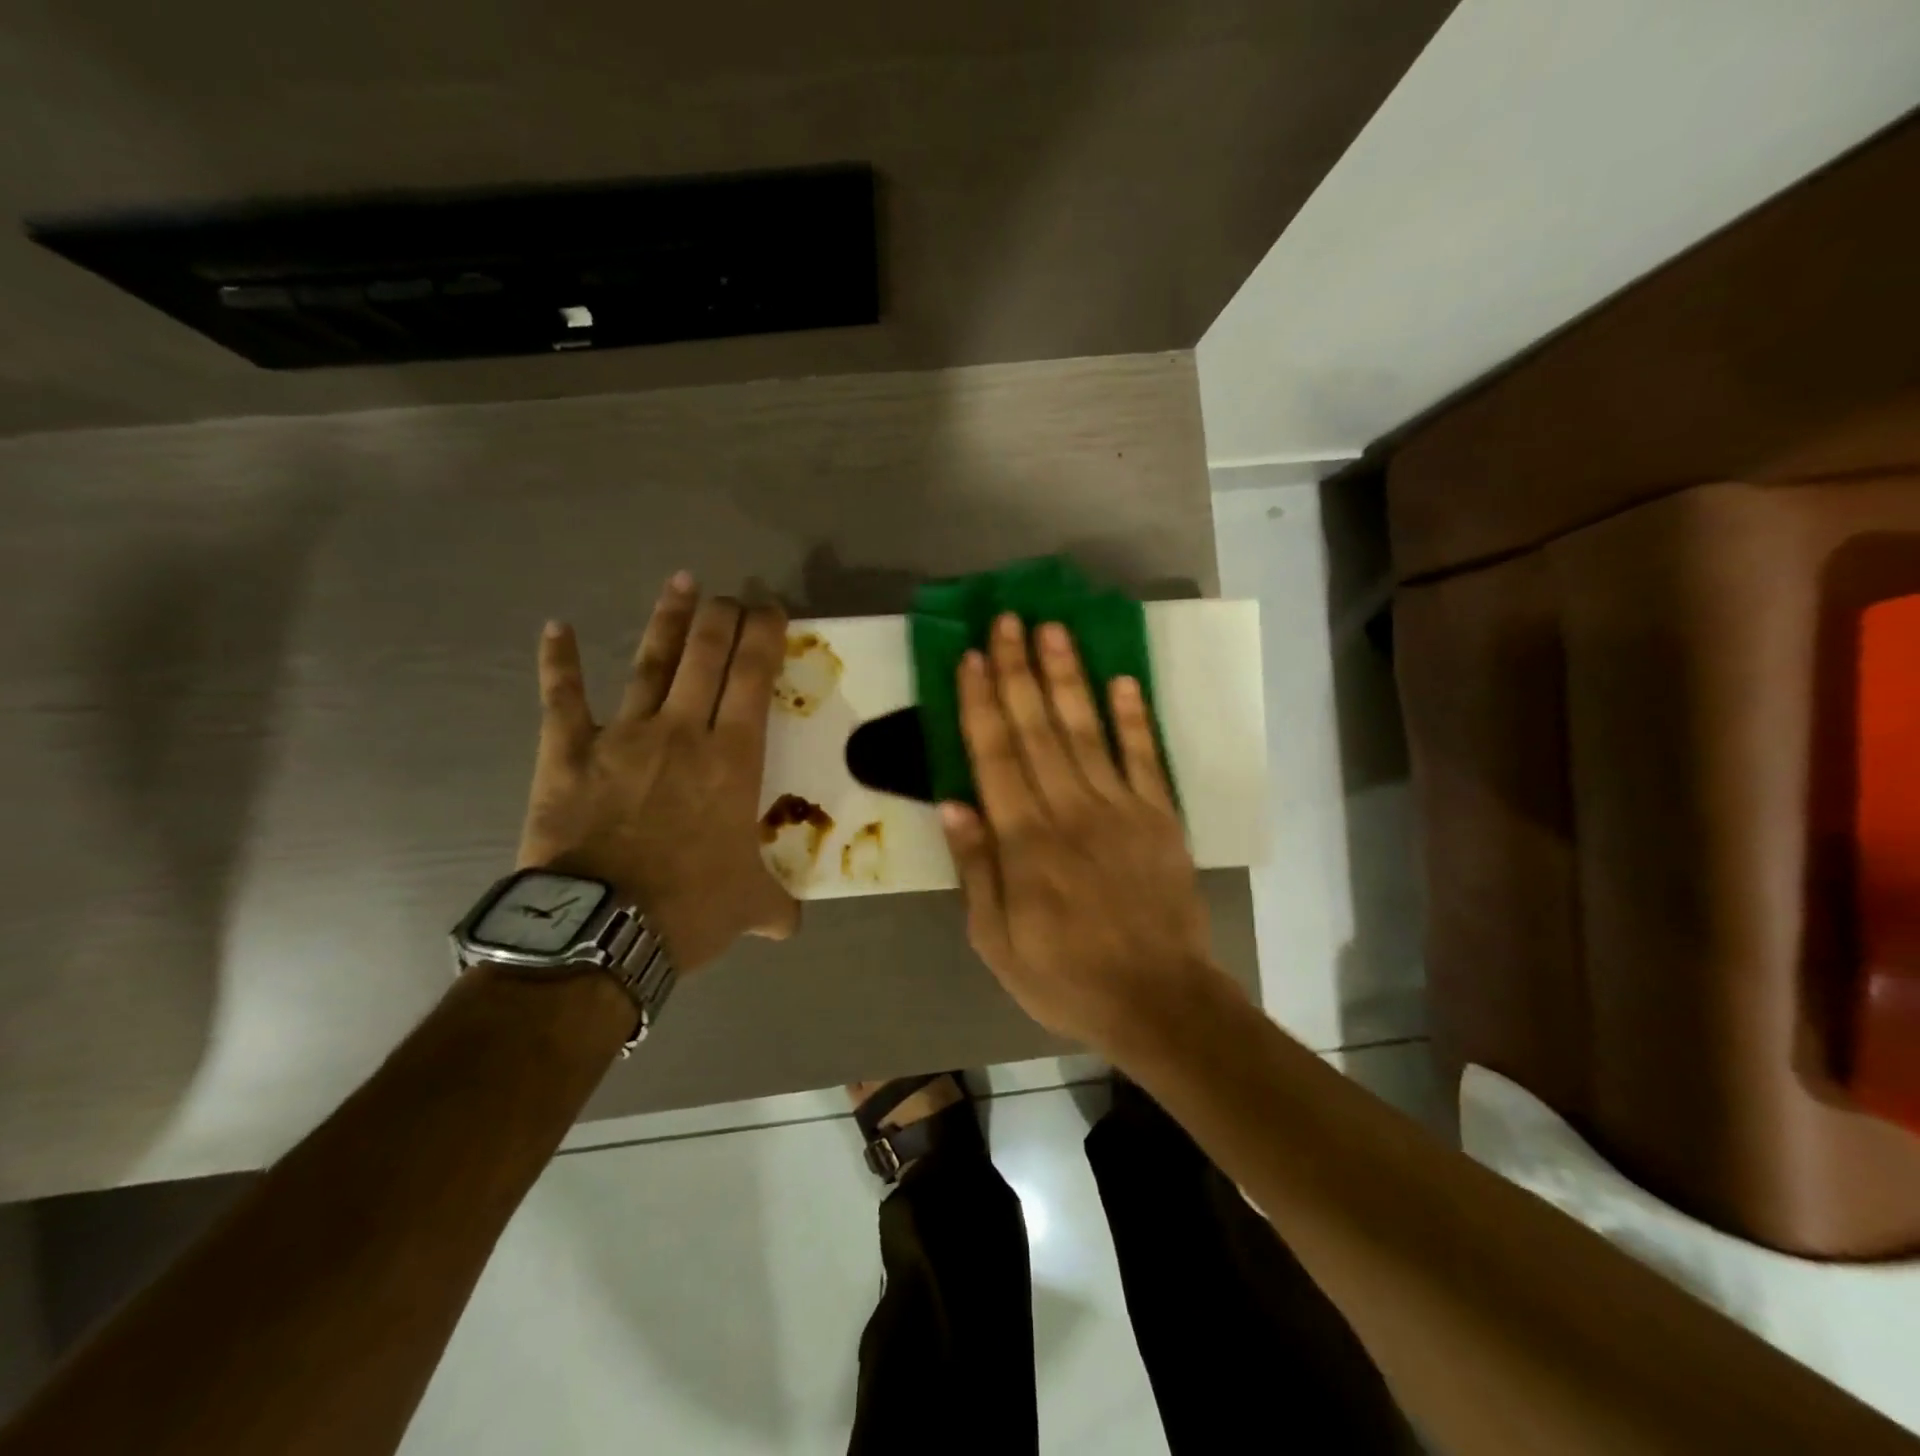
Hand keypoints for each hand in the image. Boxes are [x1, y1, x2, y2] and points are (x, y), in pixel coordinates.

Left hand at [517, 573, 798, 972]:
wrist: (601, 930)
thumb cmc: (688, 908)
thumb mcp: (748, 906)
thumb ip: (774, 905)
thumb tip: (789, 925)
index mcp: (733, 758)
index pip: (754, 676)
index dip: (764, 634)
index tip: (771, 609)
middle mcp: (683, 732)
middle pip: (707, 654)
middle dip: (724, 616)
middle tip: (732, 595)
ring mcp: (623, 736)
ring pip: (650, 662)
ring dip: (668, 620)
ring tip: (682, 582)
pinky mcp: (569, 752)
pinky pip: (562, 698)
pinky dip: (559, 662)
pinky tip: (557, 627)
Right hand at [941, 613, 1230, 1055]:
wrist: (1158, 1000)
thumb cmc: (1065, 976)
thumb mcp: (997, 940)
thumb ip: (976, 868)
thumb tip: (952, 803)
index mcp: (1025, 840)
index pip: (995, 755)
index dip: (981, 703)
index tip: (970, 657)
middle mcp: (1069, 810)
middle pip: (1037, 728)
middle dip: (1019, 670)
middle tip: (1008, 619)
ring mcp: (1121, 808)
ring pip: (1087, 729)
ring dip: (1068, 676)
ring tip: (1053, 629)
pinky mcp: (1160, 816)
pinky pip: (1145, 756)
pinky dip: (1133, 716)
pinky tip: (1121, 678)